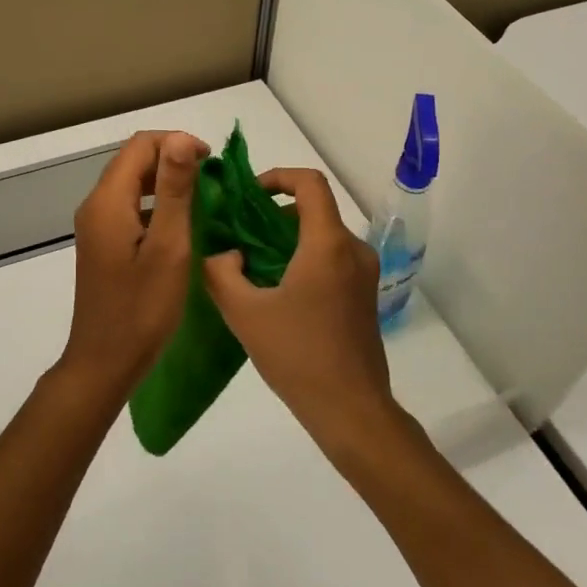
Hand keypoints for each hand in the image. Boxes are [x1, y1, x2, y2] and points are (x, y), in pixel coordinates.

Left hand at [59, 130, 208, 399]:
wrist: (104, 363)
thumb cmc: (142, 308)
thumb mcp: (168, 246)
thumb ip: (173, 190)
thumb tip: (181, 138)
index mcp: (108, 201)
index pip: (141, 145)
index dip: (177, 143)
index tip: (211, 165)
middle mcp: (96, 206)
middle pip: (134, 161)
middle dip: (173, 160)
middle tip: (211, 183)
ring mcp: (96, 226)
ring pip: (132, 184)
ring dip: (165, 182)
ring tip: (202, 201)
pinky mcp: (103, 244)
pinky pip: (129, 208)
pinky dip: (155, 205)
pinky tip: (180, 227)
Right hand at [202, 167, 399, 456]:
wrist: (350, 408)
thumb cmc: (297, 356)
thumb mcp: (244, 313)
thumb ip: (220, 272)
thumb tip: (224, 253)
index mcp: (328, 244)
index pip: (310, 183)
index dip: (278, 177)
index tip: (249, 195)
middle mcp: (353, 249)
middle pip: (315, 209)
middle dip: (275, 214)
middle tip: (240, 234)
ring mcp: (364, 273)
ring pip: (323, 235)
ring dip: (288, 239)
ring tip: (253, 265)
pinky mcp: (365, 295)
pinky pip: (333, 258)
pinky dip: (305, 258)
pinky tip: (278, 291)